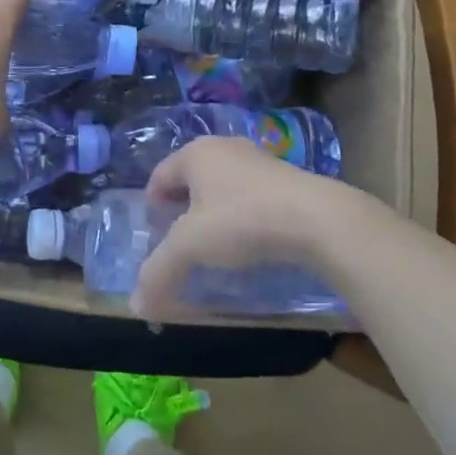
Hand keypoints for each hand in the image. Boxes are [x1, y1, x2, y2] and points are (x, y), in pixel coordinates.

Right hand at [132, 138, 355, 318]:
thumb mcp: (191, 247)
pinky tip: (250, 239)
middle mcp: (224, 148)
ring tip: (216, 244)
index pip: (159, 176)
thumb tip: (136, 306)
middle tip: (181, 241)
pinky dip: (242, 214)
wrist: (319, 219)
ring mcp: (258, 159)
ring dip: (213, 212)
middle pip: (190, 179)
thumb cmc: (243, 220)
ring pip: (222, 186)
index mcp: (195, 153)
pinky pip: (250, 194)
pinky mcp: (286, 177)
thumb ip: (159, 272)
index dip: (151, 206)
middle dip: (181, 209)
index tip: (154, 236)